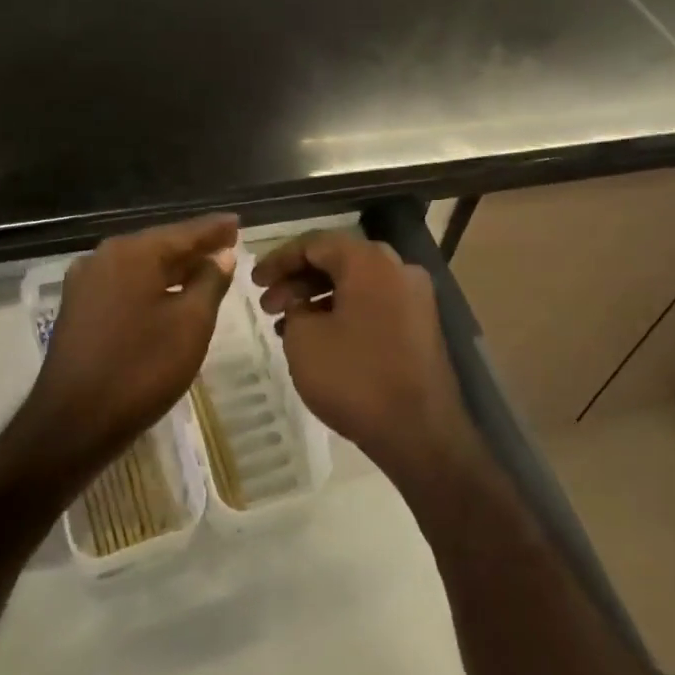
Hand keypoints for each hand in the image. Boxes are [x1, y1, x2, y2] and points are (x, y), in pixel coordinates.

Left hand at [15, 214, 238, 476]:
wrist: (73, 424)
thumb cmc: (141, 369)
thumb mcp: (191, 323)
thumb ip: (210, 282)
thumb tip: (221, 255)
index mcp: (132, 253)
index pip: (184, 232)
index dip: (215, 229)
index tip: (238, 222)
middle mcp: (104, 257)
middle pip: (160, 244)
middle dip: (195, 247)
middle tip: (228, 244)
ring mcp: (86, 283)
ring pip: (141, 266)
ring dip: (174, 267)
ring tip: (206, 268)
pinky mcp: (78, 309)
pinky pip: (125, 285)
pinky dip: (152, 285)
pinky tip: (170, 295)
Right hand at [253, 232, 478, 484]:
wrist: (420, 431)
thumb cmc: (355, 378)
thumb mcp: (304, 340)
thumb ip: (294, 308)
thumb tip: (301, 303)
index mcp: (369, 261)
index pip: (315, 243)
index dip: (279, 259)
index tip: (254, 281)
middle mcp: (398, 268)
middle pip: (339, 260)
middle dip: (298, 280)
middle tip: (268, 305)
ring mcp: (415, 297)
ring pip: (357, 283)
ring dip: (319, 298)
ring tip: (287, 326)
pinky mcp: (421, 325)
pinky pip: (375, 304)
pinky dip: (345, 312)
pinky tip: (319, 338)